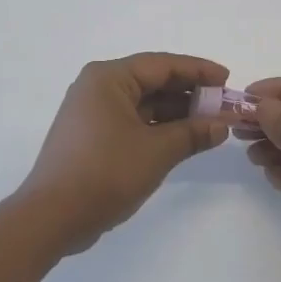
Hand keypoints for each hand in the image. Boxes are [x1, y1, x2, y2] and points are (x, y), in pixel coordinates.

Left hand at [19, 54, 231, 253]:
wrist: (52, 217)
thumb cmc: (105, 173)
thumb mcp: (157, 151)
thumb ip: (193, 133)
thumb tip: (222, 125)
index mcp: (108, 78)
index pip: (162, 64)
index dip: (198, 70)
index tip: (227, 79)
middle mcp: (97, 87)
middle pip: (152, 81)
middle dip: (189, 93)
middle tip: (223, 105)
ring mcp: (92, 113)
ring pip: (143, 103)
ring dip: (176, 113)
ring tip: (210, 124)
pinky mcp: (91, 137)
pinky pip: (132, 121)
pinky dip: (158, 128)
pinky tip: (183, 139)